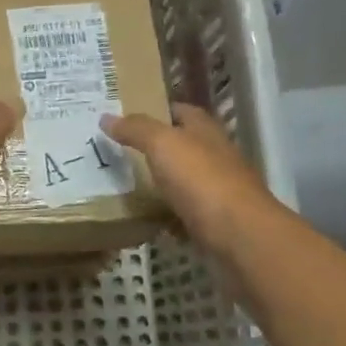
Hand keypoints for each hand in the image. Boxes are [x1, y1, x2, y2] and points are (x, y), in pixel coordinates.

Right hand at [100, 104, 278, 259]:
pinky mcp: (213, 221)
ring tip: (121, 185)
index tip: (124, 117)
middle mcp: (214, 156)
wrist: (239, 235)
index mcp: (205, 131)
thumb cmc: (201, 180)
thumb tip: (106, 117)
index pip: (180, 111)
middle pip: (180, 147)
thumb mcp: (163, 144)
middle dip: (152, 149)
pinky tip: (143, 219)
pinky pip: (182, 214)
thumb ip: (136, 129)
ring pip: (181, 181)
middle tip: (115, 152)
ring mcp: (216, 190)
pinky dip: (165, 216)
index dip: (155, 110)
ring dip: (158, 184)